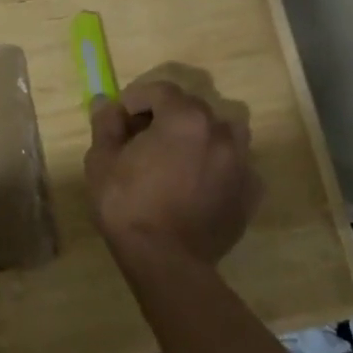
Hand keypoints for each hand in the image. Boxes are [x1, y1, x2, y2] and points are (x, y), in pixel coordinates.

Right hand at [85, 80, 258, 266]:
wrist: (166, 262)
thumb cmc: (128, 205)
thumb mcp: (102, 161)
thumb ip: (106, 124)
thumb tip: (106, 103)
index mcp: (184, 118)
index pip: (160, 90)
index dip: (136, 99)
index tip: (120, 120)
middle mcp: (220, 132)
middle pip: (192, 108)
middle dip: (166, 116)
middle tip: (143, 140)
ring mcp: (242, 162)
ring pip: (223, 132)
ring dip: (200, 136)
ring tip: (178, 158)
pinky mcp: (251, 192)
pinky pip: (235, 165)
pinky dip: (218, 166)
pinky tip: (199, 185)